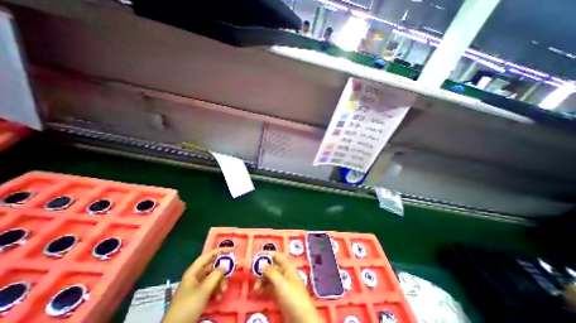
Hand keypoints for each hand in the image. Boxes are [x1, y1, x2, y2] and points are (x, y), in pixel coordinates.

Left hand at [161, 249, 231, 322]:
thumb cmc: (188, 305)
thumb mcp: (204, 289)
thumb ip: (216, 275)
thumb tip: (225, 265)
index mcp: (194, 271)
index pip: (209, 255)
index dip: (220, 250)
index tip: (232, 250)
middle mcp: (196, 275)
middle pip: (213, 266)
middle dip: (222, 270)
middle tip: (233, 270)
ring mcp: (198, 285)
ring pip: (214, 277)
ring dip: (221, 282)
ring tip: (223, 290)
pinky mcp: (199, 294)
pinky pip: (211, 286)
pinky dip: (217, 289)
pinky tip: (219, 297)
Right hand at [254, 252, 321, 322]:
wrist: (302, 318)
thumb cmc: (292, 296)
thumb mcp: (281, 282)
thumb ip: (270, 272)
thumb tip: (261, 262)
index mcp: (287, 266)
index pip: (277, 256)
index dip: (268, 254)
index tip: (256, 256)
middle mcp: (284, 273)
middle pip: (272, 266)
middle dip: (262, 267)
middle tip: (251, 270)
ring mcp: (282, 284)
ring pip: (270, 277)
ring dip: (261, 279)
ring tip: (255, 287)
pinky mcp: (279, 294)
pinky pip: (269, 287)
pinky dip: (263, 287)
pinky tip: (257, 291)